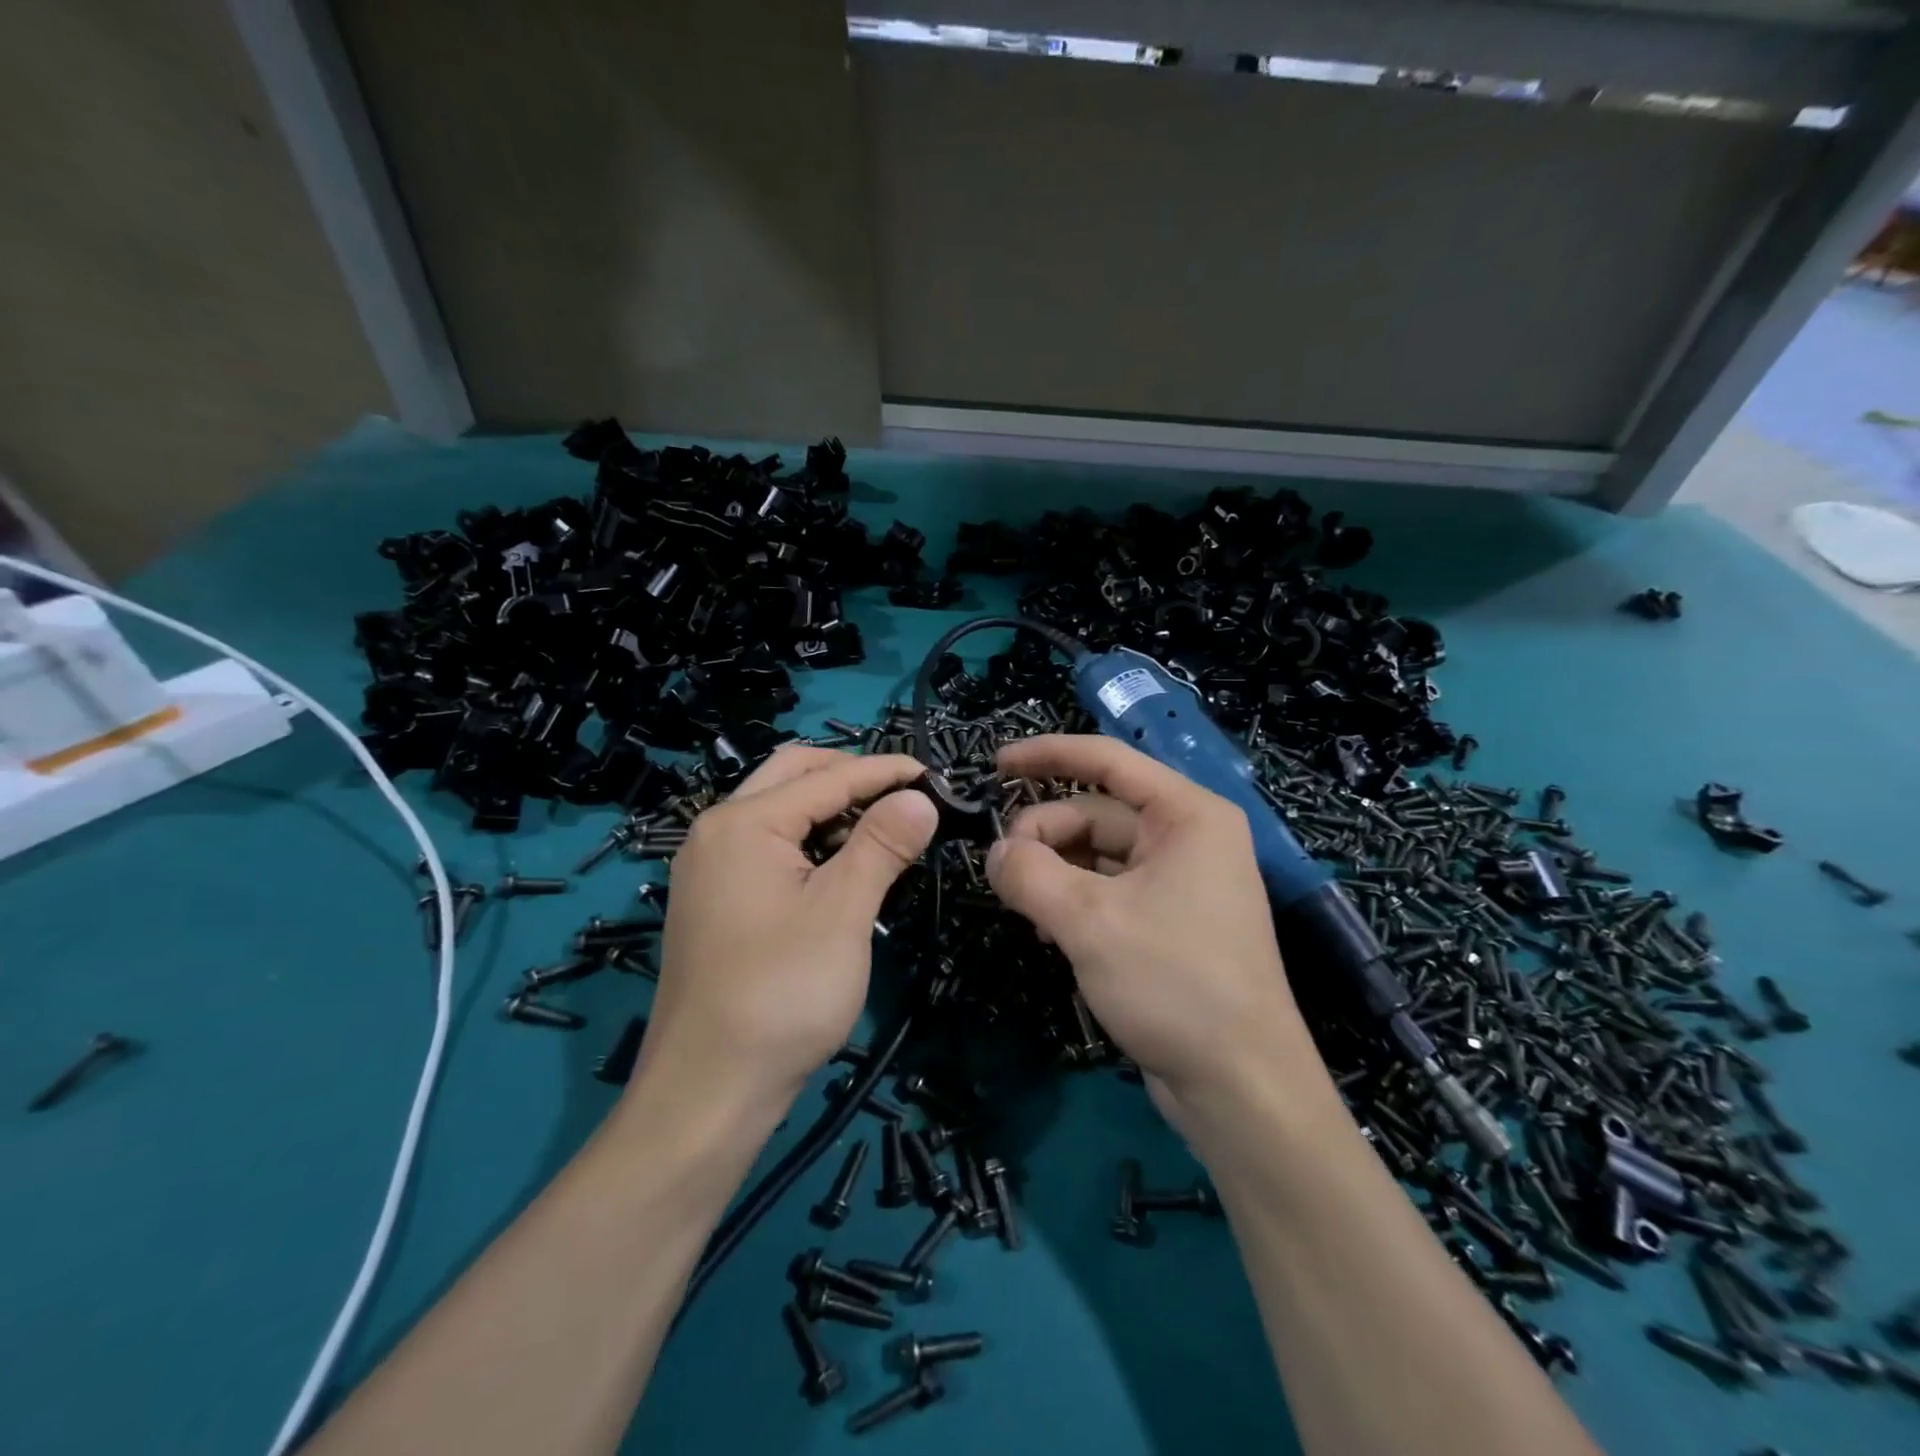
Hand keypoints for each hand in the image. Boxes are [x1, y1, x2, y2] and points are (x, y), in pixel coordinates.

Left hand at [639, 748, 937, 1109]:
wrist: (707, 1092)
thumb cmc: (781, 994)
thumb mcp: (842, 913)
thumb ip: (882, 844)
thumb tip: (920, 797)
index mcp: (742, 823)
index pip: (826, 778)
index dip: (885, 771)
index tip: (935, 774)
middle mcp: (717, 831)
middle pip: (792, 777)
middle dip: (850, 776)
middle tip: (904, 794)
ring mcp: (710, 868)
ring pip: (779, 812)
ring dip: (830, 808)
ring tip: (882, 827)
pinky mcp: (715, 900)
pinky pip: (769, 847)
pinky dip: (810, 841)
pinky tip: (843, 865)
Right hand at [986, 735, 1329, 1112]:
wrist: (1241, 1087)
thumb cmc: (1175, 983)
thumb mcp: (1089, 921)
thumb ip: (1029, 874)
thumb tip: (994, 853)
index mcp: (1187, 816)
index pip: (1108, 761)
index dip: (1047, 755)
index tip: (995, 765)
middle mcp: (1188, 839)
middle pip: (1096, 813)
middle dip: (1044, 835)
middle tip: (1003, 873)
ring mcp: (1180, 883)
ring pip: (1098, 855)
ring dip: (1054, 872)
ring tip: (1023, 907)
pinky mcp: (1169, 923)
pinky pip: (1108, 891)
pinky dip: (1073, 900)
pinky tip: (1048, 931)